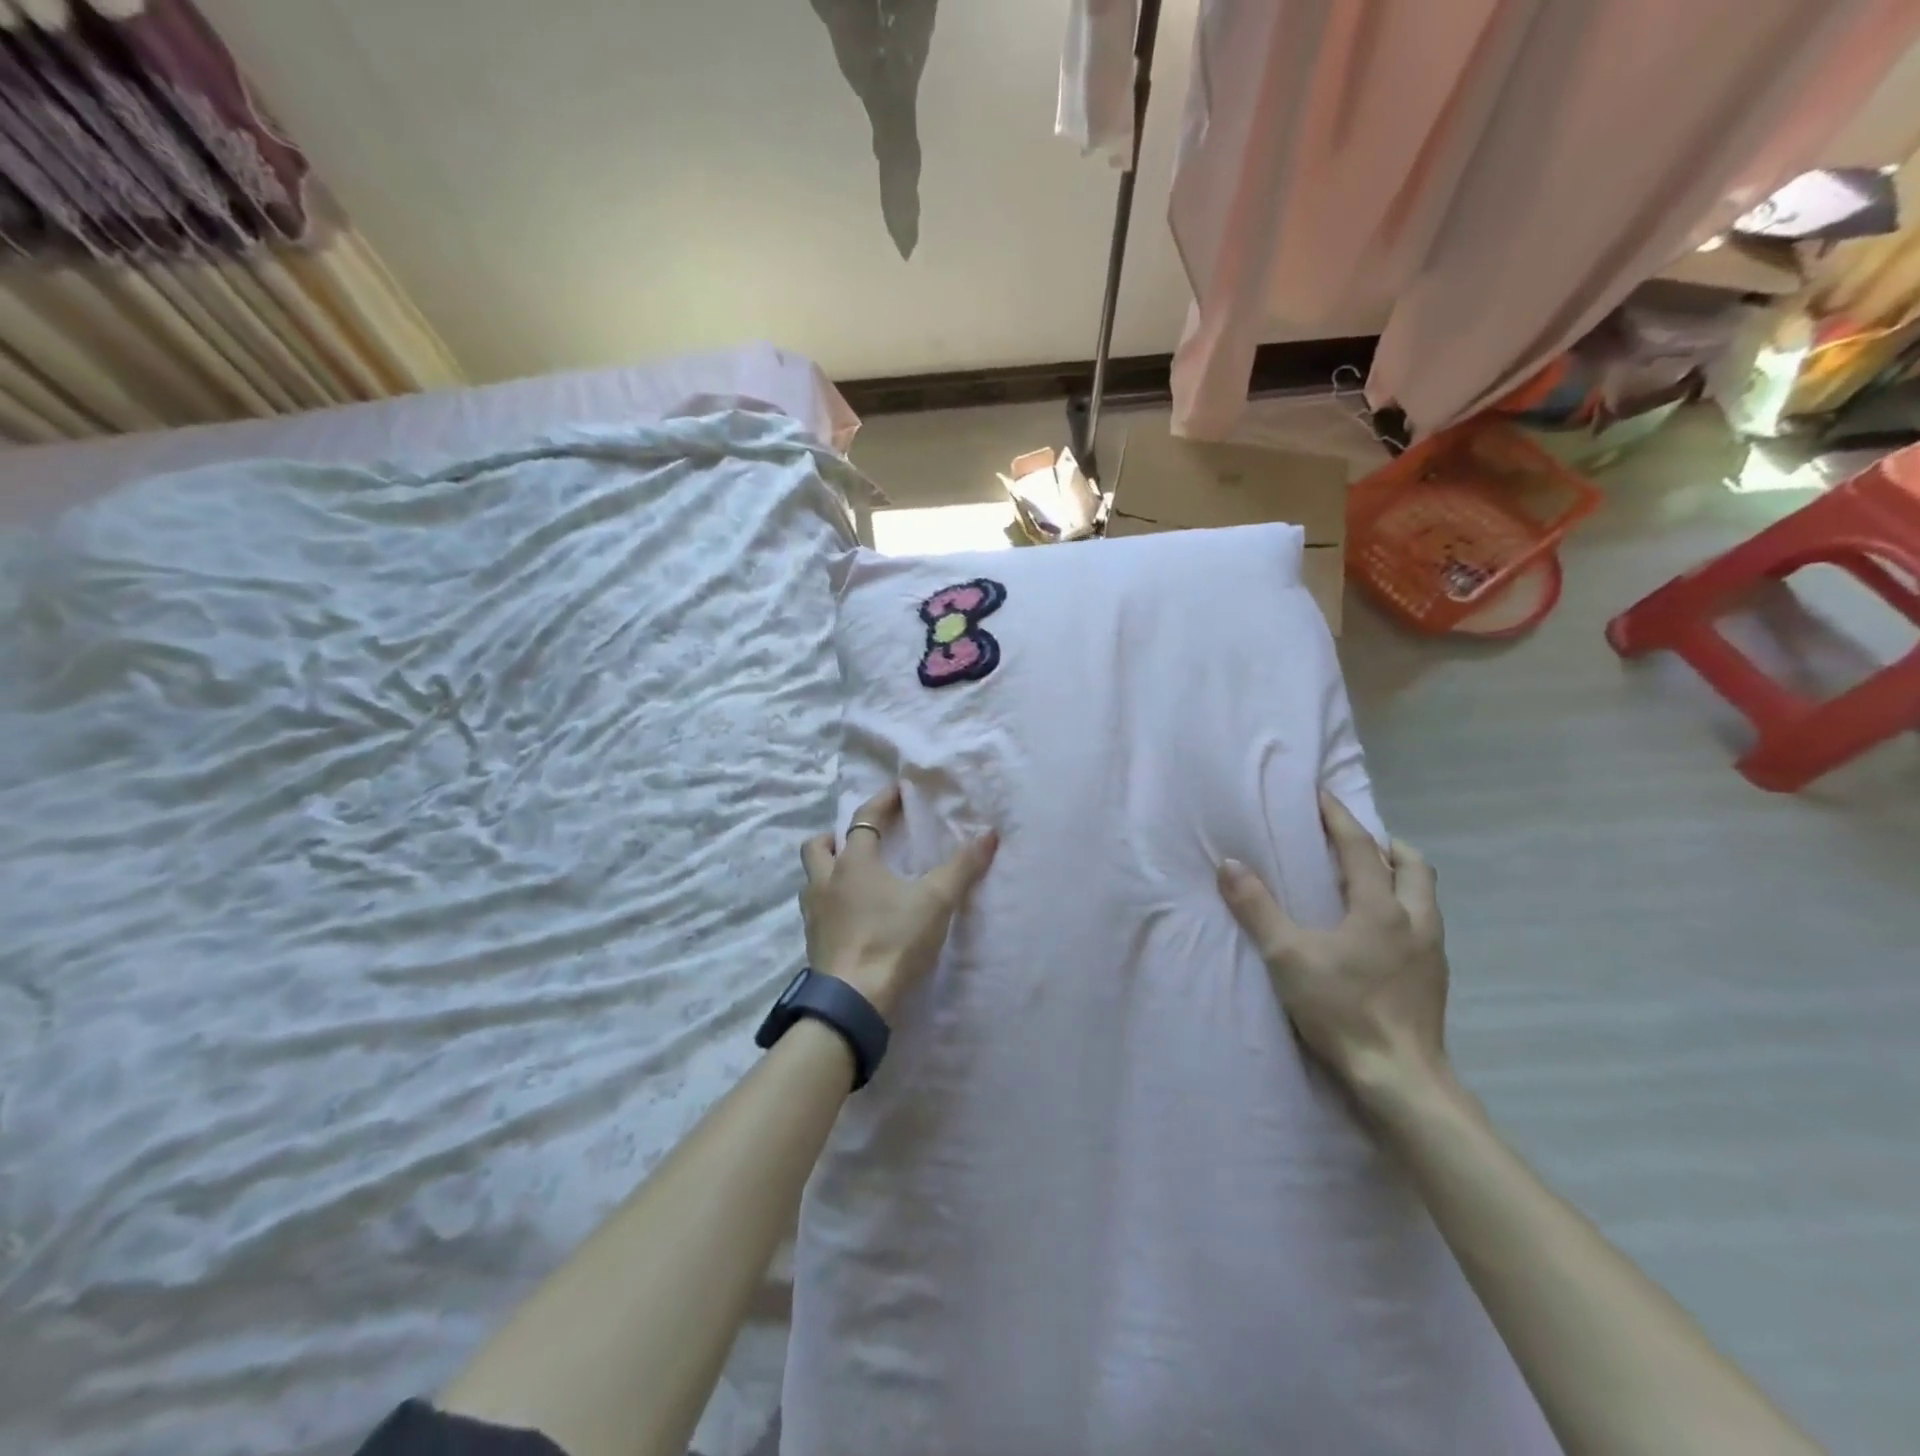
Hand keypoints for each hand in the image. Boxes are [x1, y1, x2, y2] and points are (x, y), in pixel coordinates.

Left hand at [800, 785, 997, 1019]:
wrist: (854, 1000)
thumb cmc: (893, 940)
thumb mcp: (936, 901)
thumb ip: (962, 867)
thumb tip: (989, 834)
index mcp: (854, 862)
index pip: (863, 819)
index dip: (881, 802)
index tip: (897, 791)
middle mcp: (826, 881)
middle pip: (818, 846)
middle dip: (835, 837)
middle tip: (857, 840)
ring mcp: (814, 913)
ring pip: (811, 879)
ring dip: (827, 871)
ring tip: (853, 878)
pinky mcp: (813, 942)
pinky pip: (815, 910)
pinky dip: (830, 903)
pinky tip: (850, 916)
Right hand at [1216, 791, 1448, 1098]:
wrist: (1400, 1077)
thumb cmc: (1342, 1009)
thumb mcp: (1288, 956)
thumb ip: (1257, 908)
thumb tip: (1229, 864)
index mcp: (1381, 908)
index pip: (1361, 847)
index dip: (1339, 817)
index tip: (1322, 795)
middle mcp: (1415, 920)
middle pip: (1412, 865)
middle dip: (1385, 845)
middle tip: (1355, 842)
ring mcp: (1432, 950)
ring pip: (1424, 895)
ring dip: (1400, 876)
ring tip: (1368, 881)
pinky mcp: (1434, 978)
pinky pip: (1424, 924)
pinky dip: (1403, 909)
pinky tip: (1379, 932)